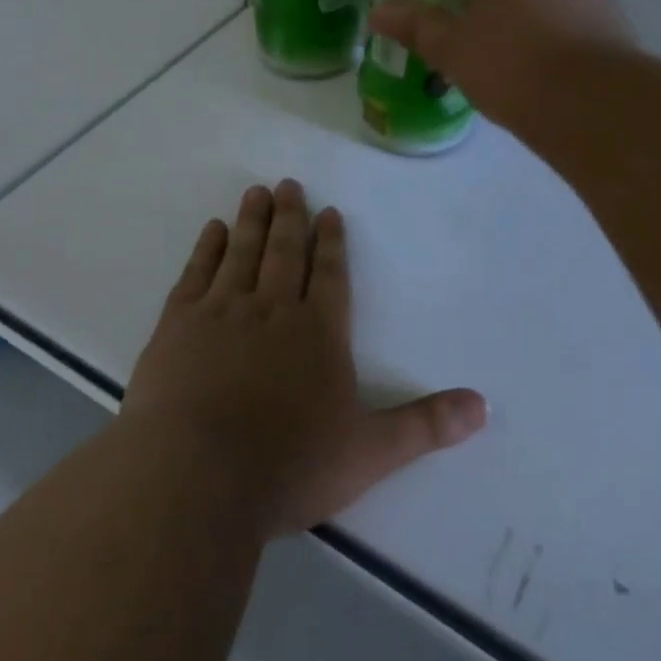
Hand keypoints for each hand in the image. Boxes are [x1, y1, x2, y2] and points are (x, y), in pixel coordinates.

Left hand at [123, 180, 487, 536]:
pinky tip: (213, 230)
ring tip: (256, 192)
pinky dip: (207, 249)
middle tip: (288, 185)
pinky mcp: (178, 325)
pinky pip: (196, 274)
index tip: (328, 212)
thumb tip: (483, 406)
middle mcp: (272, 310)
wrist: (196, 476)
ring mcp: (222, 312)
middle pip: (284, 253)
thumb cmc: (289, 465)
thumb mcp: (370, 452)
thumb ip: (425, 425)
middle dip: (290, 218)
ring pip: (242, 253)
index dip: (332, 243)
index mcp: (319, 332)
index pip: (331, 275)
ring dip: (252, 221)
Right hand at [368, 0, 632, 138]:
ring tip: (514, 35)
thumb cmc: (511, 63)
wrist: (588, 103)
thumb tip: (376, 13)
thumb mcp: (452, 49)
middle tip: (484, 0)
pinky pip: (581, 12)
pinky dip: (565, 25)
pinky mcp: (614, 21)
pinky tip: (546, 58)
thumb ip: (417, 27)